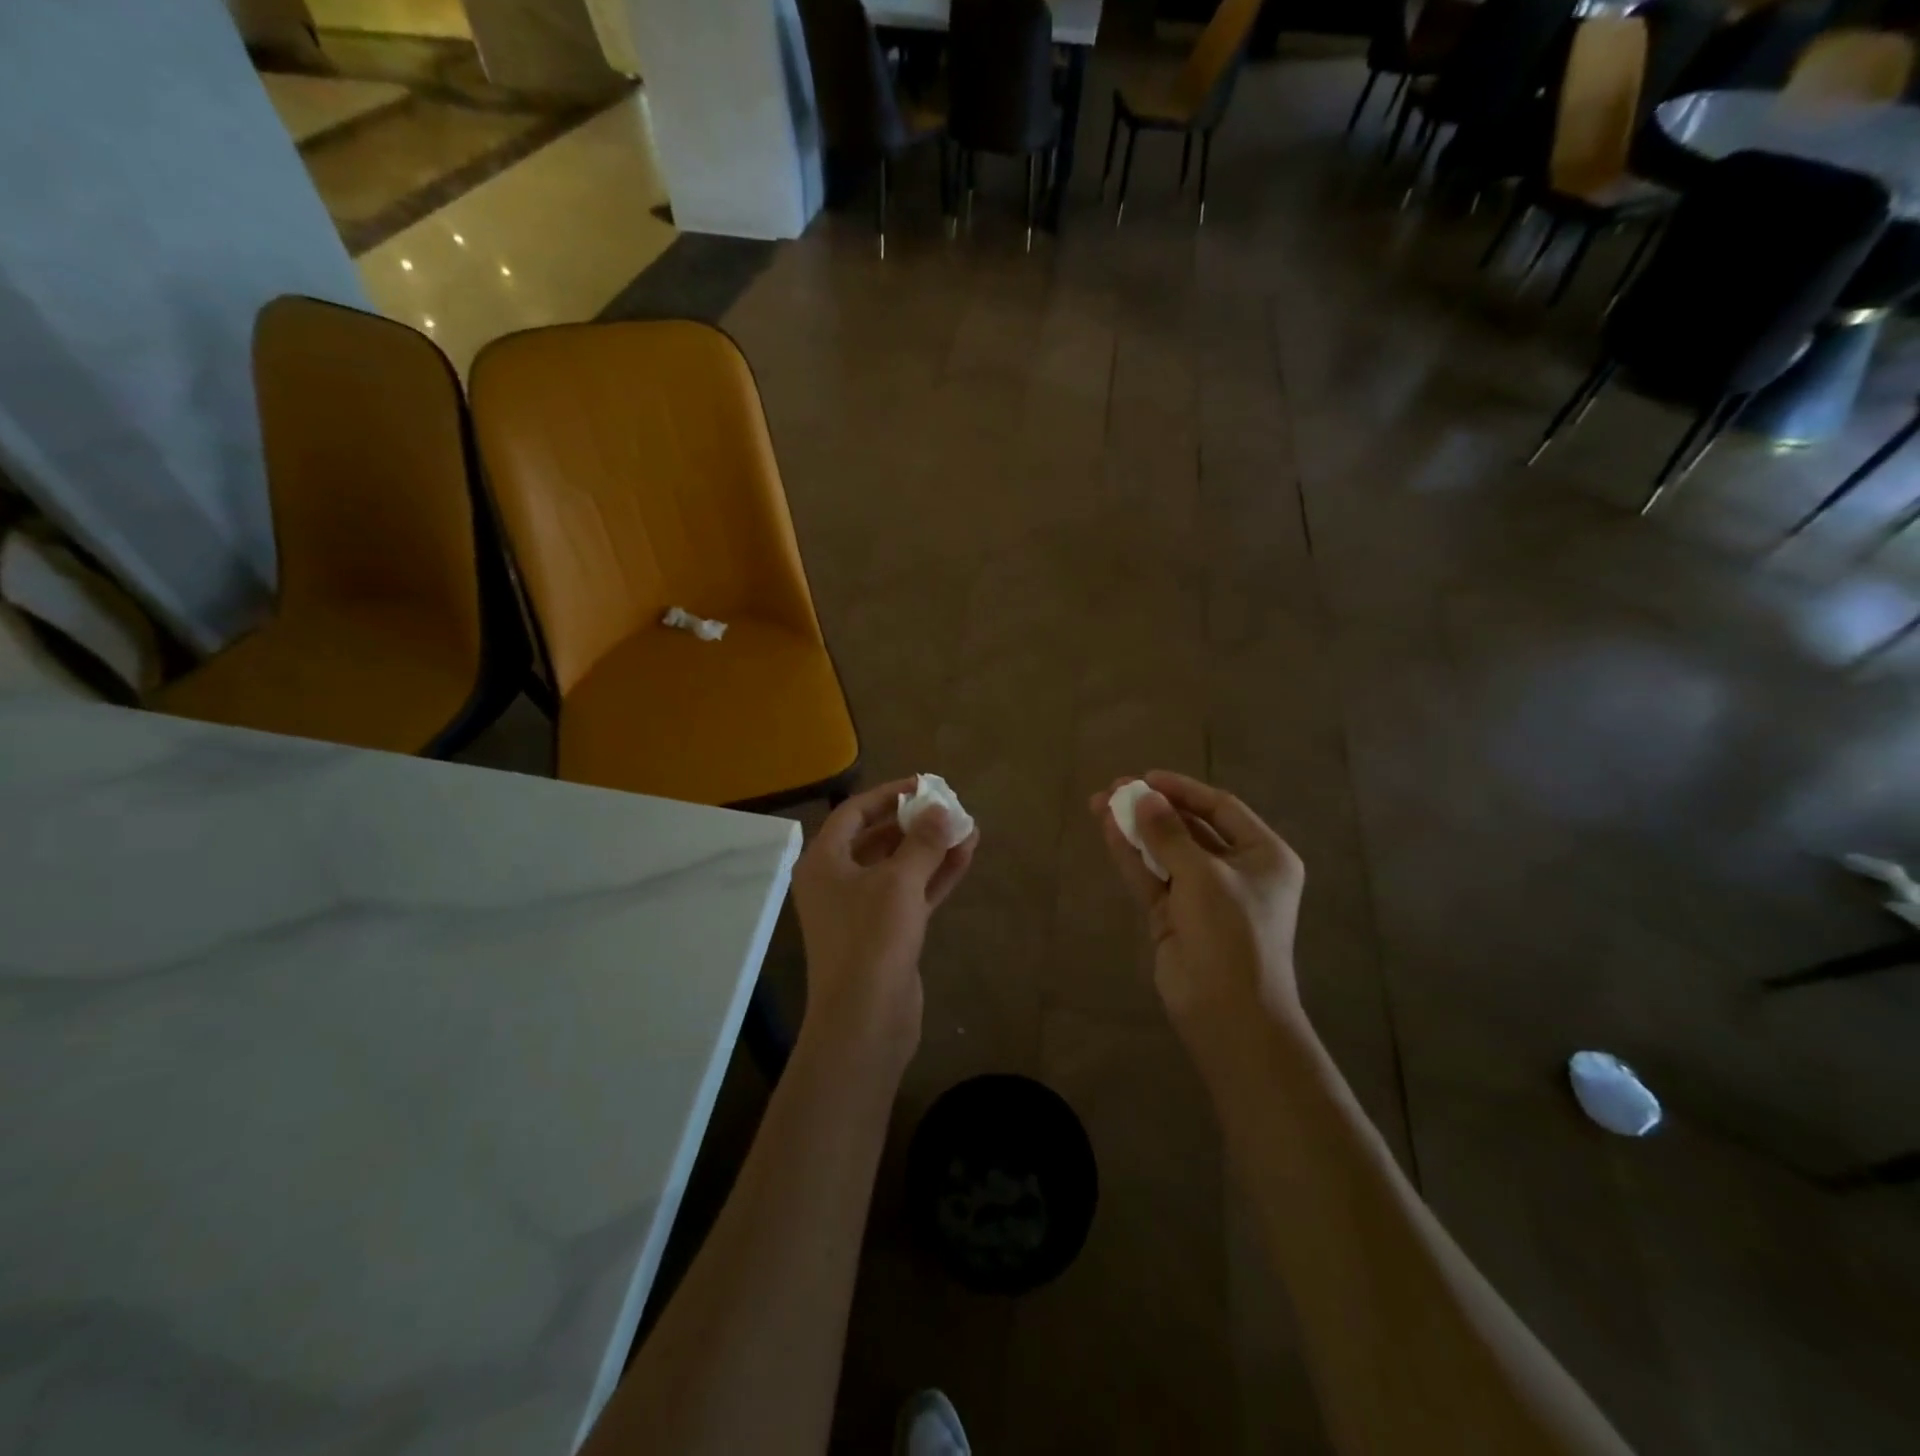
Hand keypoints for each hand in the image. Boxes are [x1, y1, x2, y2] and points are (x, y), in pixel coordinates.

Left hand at [793, 778, 978, 1063]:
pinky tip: (965, 857)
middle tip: (949, 808)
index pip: (854, 813)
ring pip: (898, 868)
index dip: (888, 795)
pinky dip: (934, 876)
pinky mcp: (885, 934)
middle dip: (914, 823)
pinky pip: (911, 894)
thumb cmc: (871, 939)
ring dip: (931, 849)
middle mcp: (837, 882)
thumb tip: (943, 811)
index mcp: (824, 863)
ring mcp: (861, 910)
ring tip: (968, 829)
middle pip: (877, 839)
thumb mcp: (899, 881)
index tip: (923, 785)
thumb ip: (923, 842)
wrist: (866, 1020)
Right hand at [1091, 772, 1306, 1057]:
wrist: (1228, 1012)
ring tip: (1100, 803)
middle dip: (1153, 808)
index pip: (1221, 809)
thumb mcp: (1203, 876)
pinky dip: (1131, 855)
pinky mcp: (1175, 916)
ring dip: (1136, 828)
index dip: (1183, 790)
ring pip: (1164, 851)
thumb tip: (1141, 796)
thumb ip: (1168, 834)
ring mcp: (1203, 895)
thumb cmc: (1232, 934)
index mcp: (1264, 856)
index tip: (1146, 777)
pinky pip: (1152, 876)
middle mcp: (1236, 871)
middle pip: (1189, 828)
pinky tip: (1107, 830)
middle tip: (1115, 788)